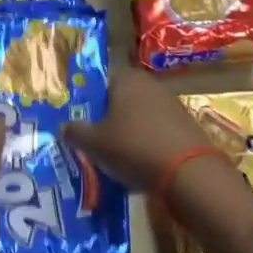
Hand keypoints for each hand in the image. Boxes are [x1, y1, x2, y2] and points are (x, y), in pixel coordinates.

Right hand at [61, 68, 213, 191]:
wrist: (187, 172)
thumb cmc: (133, 147)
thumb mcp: (94, 143)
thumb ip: (76, 132)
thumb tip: (64, 127)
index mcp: (127, 80)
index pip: (103, 82)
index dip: (92, 102)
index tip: (84, 123)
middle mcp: (151, 85)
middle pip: (123, 100)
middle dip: (111, 119)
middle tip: (97, 142)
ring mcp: (172, 105)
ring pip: (141, 117)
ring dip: (130, 133)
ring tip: (118, 158)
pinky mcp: (187, 126)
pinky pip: (158, 132)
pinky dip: (149, 145)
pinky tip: (142, 165)